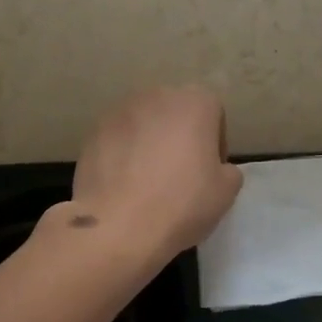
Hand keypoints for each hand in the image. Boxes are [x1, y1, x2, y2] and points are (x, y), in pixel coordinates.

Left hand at [70, 86, 242, 263]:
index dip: (215, 143)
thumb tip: (216, 168)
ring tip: (147, 181)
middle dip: (179, 137)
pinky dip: (123, 154)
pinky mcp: (93, 131)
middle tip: (180, 174)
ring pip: (144, 124)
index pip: (213, 113)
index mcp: (194, 102)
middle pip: (176, 113)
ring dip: (149, 143)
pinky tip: (123, 185)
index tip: (209, 171)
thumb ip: (227, 169)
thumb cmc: (181, 203)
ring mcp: (120, 112)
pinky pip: (118, 139)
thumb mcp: (226, 192)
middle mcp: (157, 96)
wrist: (118, 226)